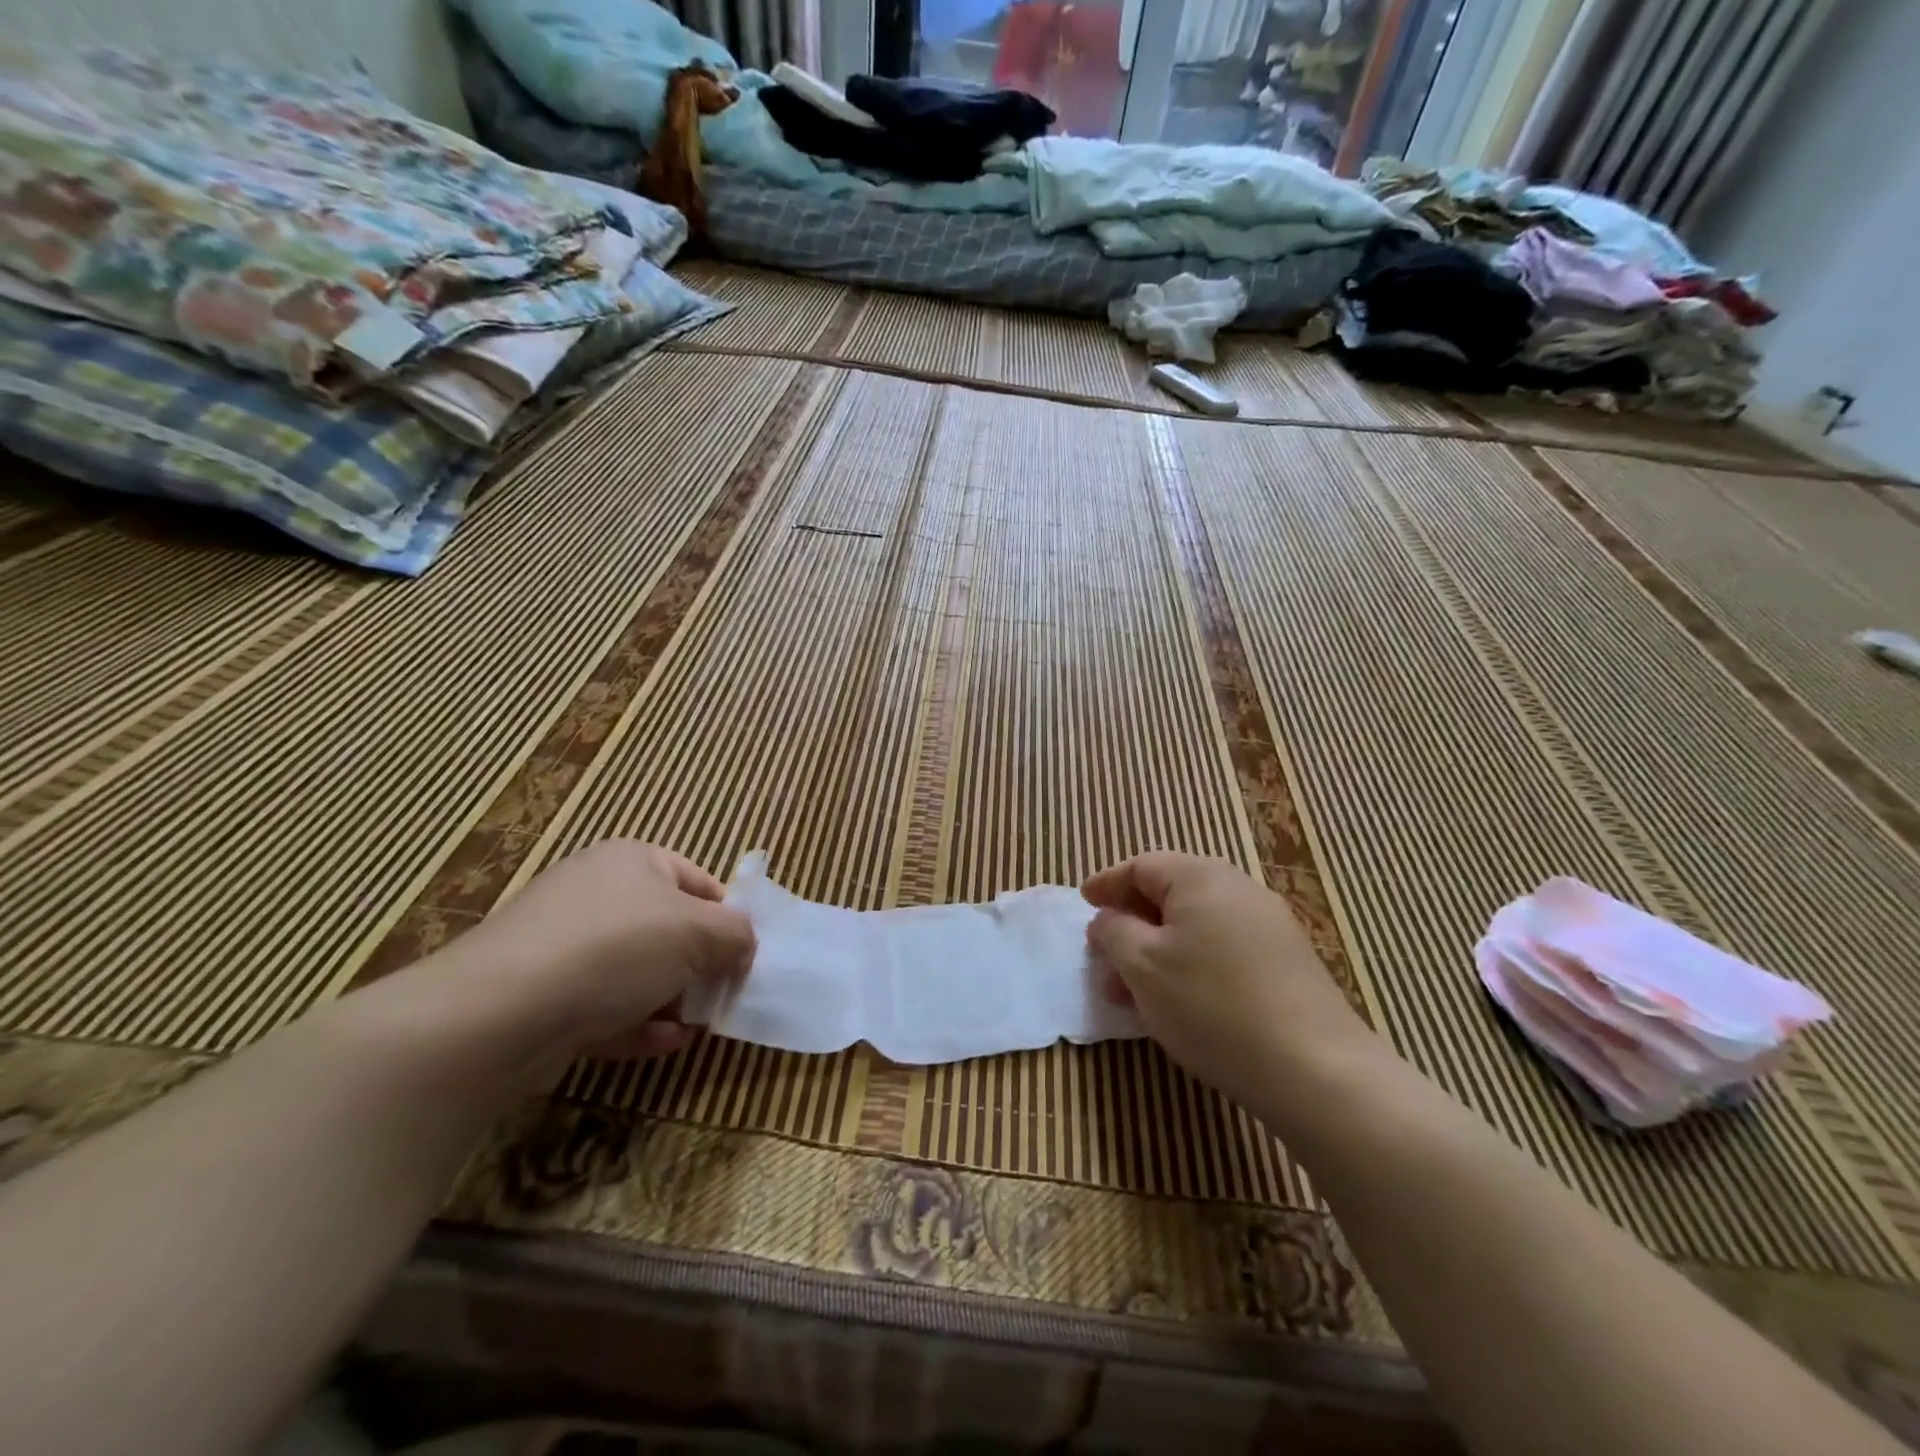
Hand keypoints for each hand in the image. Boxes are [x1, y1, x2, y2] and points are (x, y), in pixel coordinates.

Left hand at [446, 840, 755, 1064]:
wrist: (498, 1013)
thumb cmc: (615, 949)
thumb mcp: (698, 933)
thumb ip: (736, 935)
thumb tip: (745, 946)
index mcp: (633, 860)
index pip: (698, 881)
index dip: (727, 918)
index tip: (745, 957)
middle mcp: (596, 893)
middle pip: (667, 928)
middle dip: (699, 965)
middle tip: (723, 996)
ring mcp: (563, 944)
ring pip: (635, 970)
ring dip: (672, 998)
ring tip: (697, 1025)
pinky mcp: (542, 994)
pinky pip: (604, 1004)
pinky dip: (637, 1023)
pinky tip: (664, 1044)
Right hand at [1082, 853, 1374, 1115]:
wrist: (1314, 1068)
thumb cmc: (1211, 1005)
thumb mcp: (1143, 965)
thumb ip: (1114, 931)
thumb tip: (1110, 918)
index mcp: (1200, 877)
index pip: (1141, 866)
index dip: (1107, 884)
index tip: (1084, 904)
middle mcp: (1238, 889)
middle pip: (1170, 895)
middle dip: (1131, 924)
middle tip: (1103, 955)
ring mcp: (1268, 926)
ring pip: (1195, 927)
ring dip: (1157, 951)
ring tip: (1130, 993)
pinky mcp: (1286, 963)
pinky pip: (1221, 949)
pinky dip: (1189, 965)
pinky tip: (1177, 1004)